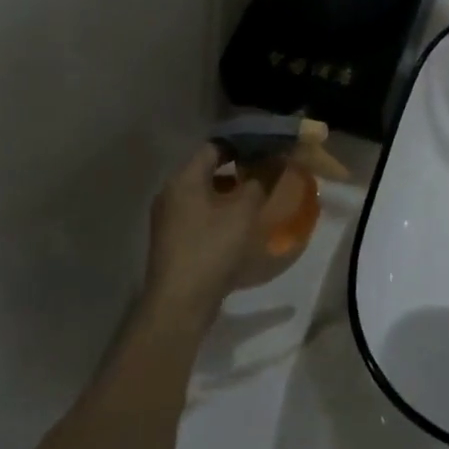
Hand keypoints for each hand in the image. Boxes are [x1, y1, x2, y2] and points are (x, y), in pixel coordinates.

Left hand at [144, 146, 306, 329]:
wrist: (179, 304)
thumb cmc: (212, 249)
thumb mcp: (244, 211)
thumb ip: (262, 179)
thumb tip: (277, 156)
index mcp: (184, 179)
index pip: (215, 146)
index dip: (243, 144)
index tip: (269, 148)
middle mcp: (172, 193)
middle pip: (209, 169)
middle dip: (240, 168)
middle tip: (268, 171)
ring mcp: (170, 219)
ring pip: (206, 193)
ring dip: (232, 192)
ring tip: (260, 197)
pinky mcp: (174, 241)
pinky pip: (201, 214)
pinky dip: (222, 212)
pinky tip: (242, 224)